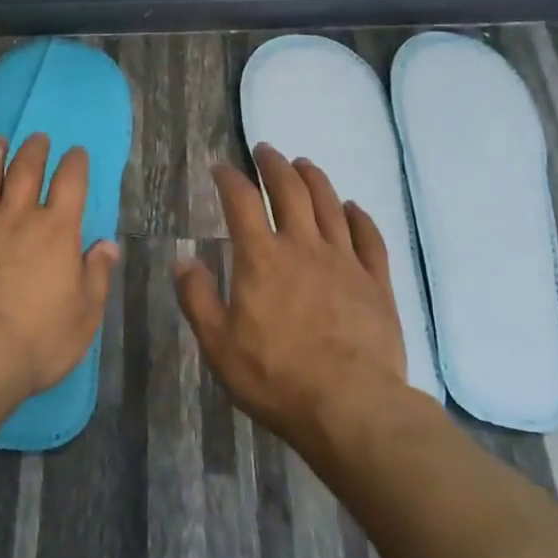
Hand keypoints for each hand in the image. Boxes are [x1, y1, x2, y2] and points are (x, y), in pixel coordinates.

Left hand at [0, 133, 119, 406]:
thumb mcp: (84, 316)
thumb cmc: (36, 339)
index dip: (75, 163)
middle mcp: (15, 216)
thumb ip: (97, 276)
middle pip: (25, 169)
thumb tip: (107, 245)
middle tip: (37, 138)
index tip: (76, 152)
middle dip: (34, 149)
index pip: (70, 183)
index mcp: (55, 230)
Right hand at [175, 145, 407, 449]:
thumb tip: (182, 260)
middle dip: (274, 165)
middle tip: (266, 150)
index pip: (241, 201)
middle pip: (290, 191)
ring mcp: (344, 261)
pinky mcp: (376, 282)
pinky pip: (369, 237)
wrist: (351, 406)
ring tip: (304, 165)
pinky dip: (359, 217)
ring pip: (330, 205)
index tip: (221, 167)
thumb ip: (197, 298)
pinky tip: (352, 207)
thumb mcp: (218, 344)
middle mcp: (303, 246)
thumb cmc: (275, 377)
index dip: (229, 178)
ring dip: (314, 179)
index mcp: (261, 258)